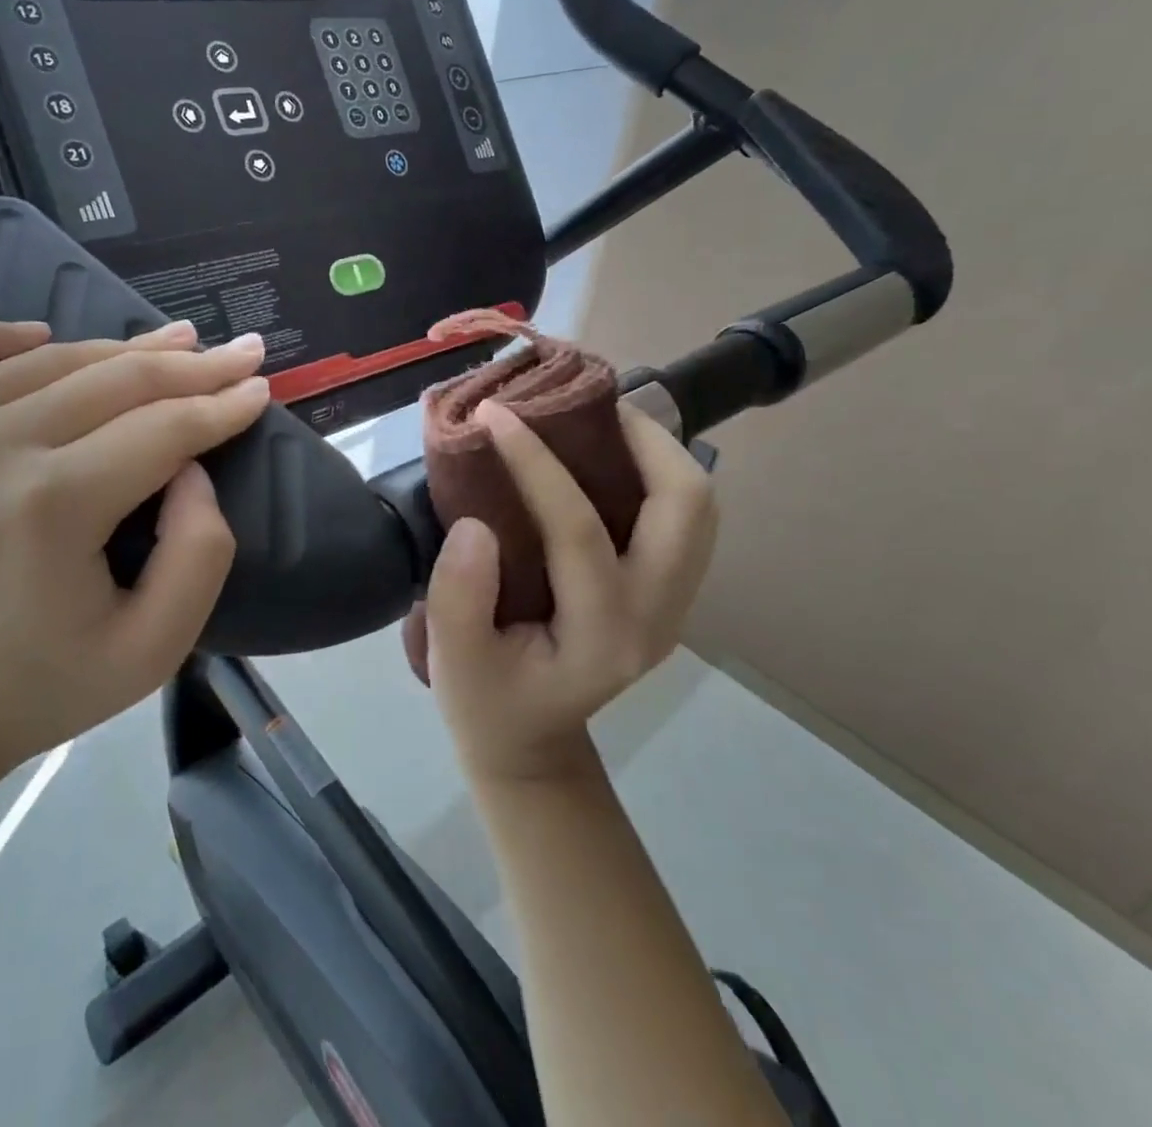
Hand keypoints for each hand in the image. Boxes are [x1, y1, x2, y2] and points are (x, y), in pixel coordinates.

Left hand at [0, 318, 270, 776]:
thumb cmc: (50, 684)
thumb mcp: (157, 646)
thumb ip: (200, 550)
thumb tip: (191, 465)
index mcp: (50, 507)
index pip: (162, 429)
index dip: (221, 405)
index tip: (260, 386)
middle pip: (113, 381)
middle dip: (191, 365)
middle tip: (241, 351)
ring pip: (50, 361)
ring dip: (122, 347)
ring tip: (175, 339)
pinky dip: (1, 336)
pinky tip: (43, 334)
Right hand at [403, 401, 717, 785]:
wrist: (530, 744)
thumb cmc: (488, 704)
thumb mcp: (454, 662)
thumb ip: (458, 596)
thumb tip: (476, 521)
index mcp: (603, 635)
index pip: (580, 530)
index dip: (537, 463)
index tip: (497, 415)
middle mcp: (656, 615)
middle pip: (687, 506)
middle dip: (643, 440)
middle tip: (581, 407)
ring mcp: (671, 604)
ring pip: (698, 507)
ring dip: (657, 452)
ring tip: (598, 422)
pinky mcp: (665, 592)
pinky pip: (681, 517)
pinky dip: (654, 474)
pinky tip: (606, 459)